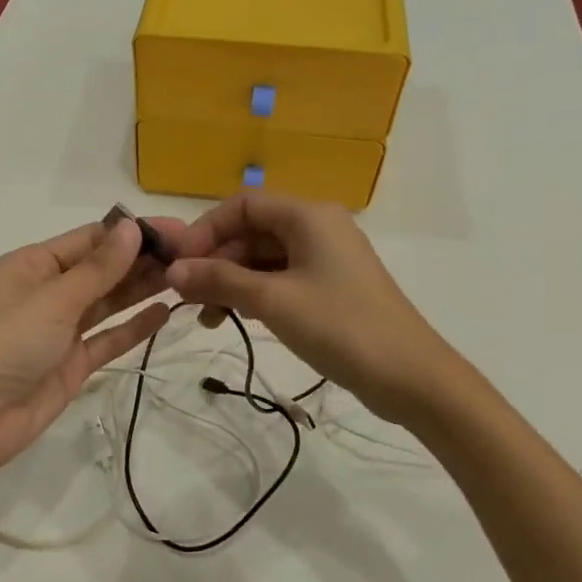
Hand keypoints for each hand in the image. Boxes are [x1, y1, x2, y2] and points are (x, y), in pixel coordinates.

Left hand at [0, 217, 176, 479]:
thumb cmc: (6, 343)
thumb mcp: (53, 298)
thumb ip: (98, 268)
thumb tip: (131, 227)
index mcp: (33, 265)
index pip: (90, 239)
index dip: (131, 233)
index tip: (176, 231)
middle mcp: (47, 292)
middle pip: (102, 270)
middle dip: (141, 261)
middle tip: (193, 255)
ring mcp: (60, 330)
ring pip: (108, 303)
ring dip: (141, 290)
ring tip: (186, 278)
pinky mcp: (71, 364)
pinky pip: (107, 339)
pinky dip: (133, 327)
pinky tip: (164, 314)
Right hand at [163, 192, 457, 424]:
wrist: (410, 376)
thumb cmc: (340, 327)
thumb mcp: (273, 301)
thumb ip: (219, 280)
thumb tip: (172, 270)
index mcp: (308, 216)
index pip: (242, 205)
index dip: (205, 230)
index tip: (177, 264)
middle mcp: (317, 227)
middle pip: (251, 231)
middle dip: (215, 261)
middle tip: (186, 298)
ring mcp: (325, 259)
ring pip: (263, 258)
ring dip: (231, 282)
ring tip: (208, 318)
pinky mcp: (330, 287)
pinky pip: (280, 279)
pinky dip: (254, 294)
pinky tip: (235, 319)